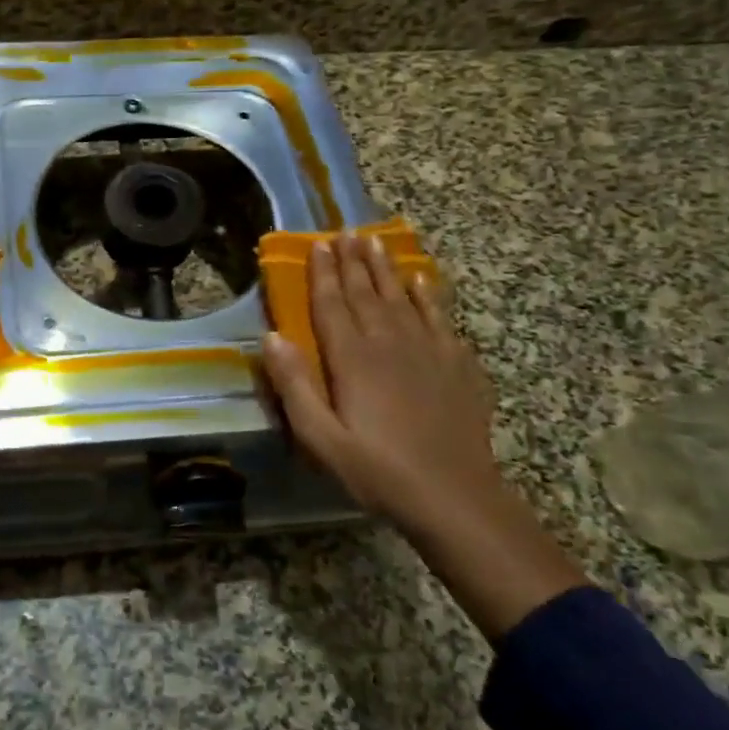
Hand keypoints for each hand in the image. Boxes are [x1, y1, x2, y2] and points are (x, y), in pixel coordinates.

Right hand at [262, 233, 501, 523]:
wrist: (455, 497)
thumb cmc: (378, 471)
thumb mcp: (321, 438)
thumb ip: (294, 385)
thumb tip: (271, 336)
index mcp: (353, 359)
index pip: (332, 304)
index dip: (322, 273)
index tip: (318, 244)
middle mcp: (390, 343)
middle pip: (366, 292)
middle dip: (353, 261)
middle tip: (345, 232)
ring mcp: (429, 351)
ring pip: (402, 297)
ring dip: (386, 268)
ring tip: (375, 242)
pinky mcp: (457, 365)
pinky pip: (440, 318)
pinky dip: (429, 296)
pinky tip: (423, 281)